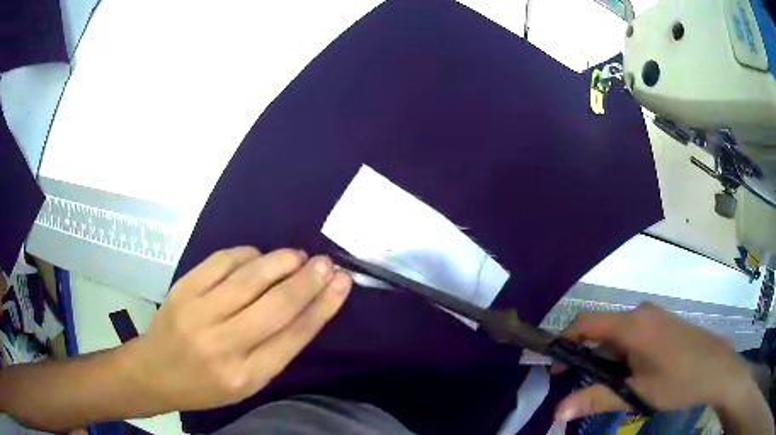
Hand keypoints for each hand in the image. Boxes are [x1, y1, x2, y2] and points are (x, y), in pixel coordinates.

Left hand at [122, 247, 351, 411]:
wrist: (156, 371)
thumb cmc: (206, 384)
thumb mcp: (247, 382)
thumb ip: (275, 349)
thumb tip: (306, 306)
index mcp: (246, 376)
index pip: (293, 336)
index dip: (322, 306)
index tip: (342, 283)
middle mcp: (223, 345)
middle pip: (276, 305)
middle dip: (307, 280)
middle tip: (326, 262)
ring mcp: (199, 312)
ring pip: (250, 278)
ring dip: (280, 261)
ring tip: (298, 257)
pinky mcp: (183, 288)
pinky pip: (222, 261)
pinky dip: (247, 254)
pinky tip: (258, 257)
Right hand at [555, 302, 763, 422]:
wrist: (717, 367)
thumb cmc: (678, 381)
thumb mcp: (637, 393)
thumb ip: (596, 399)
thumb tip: (556, 411)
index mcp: (633, 324)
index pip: (585, 324)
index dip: (564, 342)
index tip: (553, 367)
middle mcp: (640, 312)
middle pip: (601, 331)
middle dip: (585, 358)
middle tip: (579, 387)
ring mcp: (653, 316)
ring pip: (617, 335)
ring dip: (605, 359)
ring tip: (608, 387)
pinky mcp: (661, 323)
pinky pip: (632, 334)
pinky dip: (621, 354)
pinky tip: (630, 375)